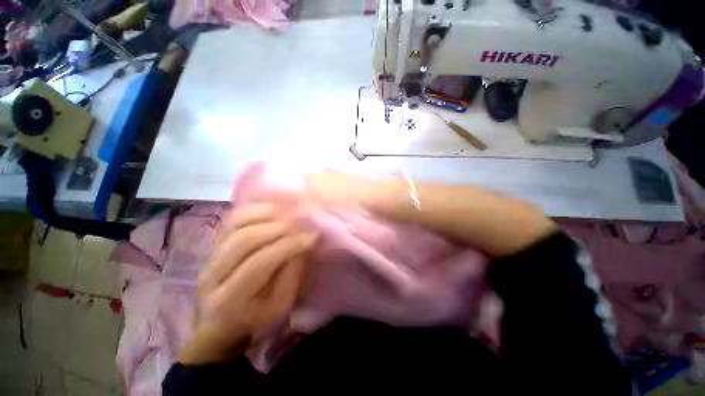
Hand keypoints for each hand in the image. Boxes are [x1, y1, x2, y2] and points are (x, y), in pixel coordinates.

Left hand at [180, 204, 317, 364]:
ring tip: (290, 212)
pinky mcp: (213, 243)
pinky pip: (232, 218)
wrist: (223, 319)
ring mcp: (209, 255)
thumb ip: (292, 274)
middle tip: (303, 221)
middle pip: (245, 239)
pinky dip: (254, 209)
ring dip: (266, 214)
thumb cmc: (257, 316)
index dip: (289, 245)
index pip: (260, 263)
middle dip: (279, 227)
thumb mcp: (281, 305)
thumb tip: (304, 243)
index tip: (313, 234)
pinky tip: (273, 208)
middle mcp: (212, 274)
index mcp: (229, 300)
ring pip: (236, 224)